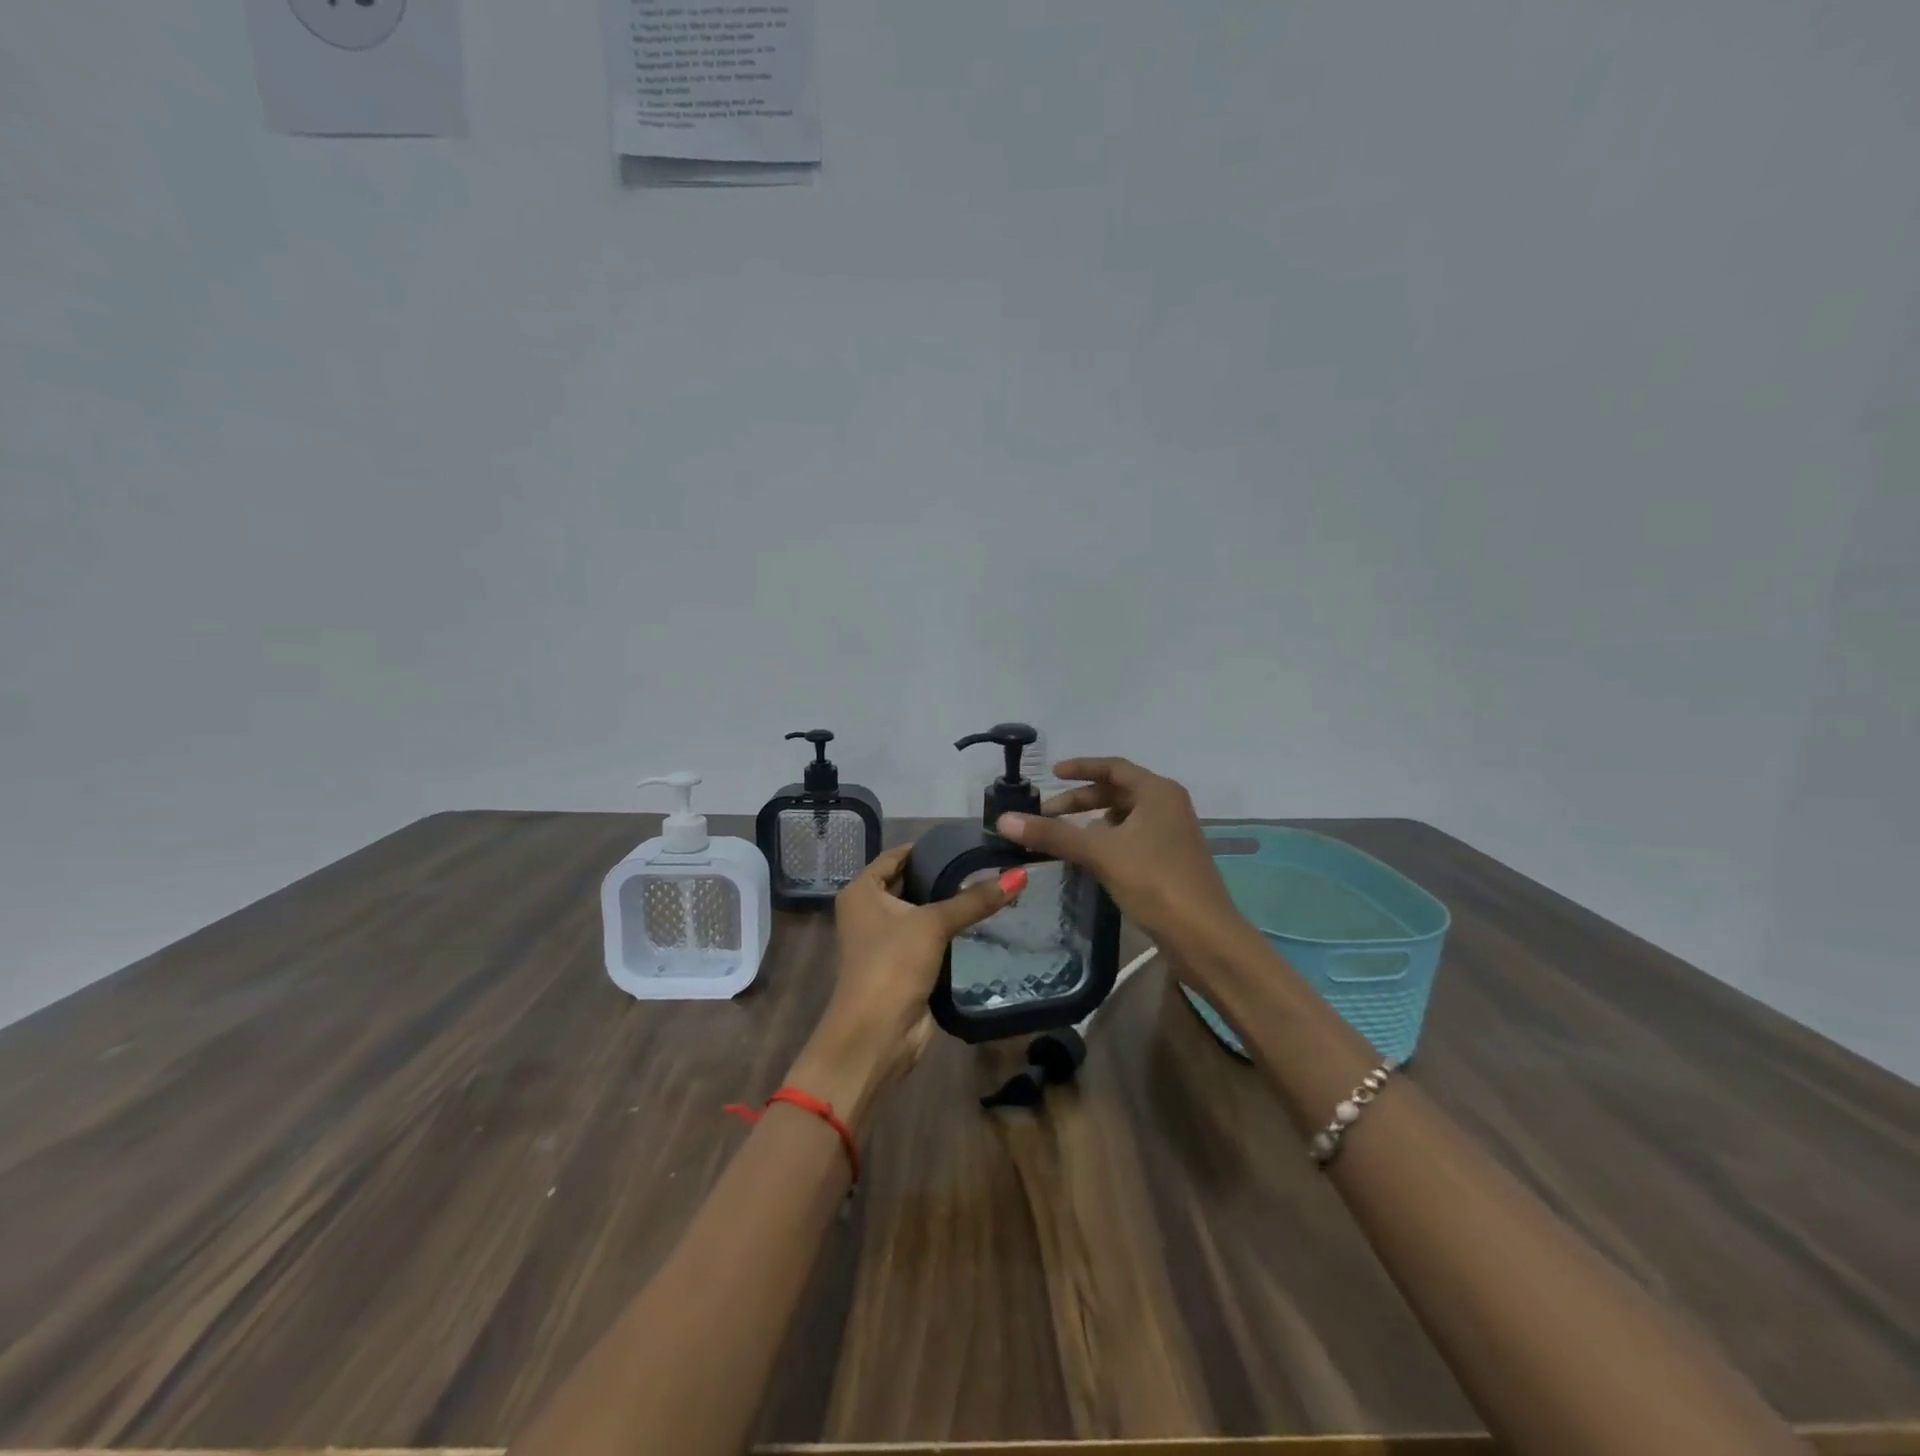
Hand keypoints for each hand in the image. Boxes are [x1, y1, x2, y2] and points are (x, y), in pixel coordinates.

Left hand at [787, 844, 1019, 1129]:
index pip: (896, 856)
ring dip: (949, 904)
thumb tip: (1019, 875)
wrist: (876, 1034)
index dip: (928, 847)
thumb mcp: (933, 924)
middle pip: (910, 882)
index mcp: (861, 891)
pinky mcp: (902, 964)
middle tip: (986, 862)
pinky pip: (928, 937)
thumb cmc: (892, 965)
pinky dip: (950, 930)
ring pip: (921, 912)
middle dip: (943, 875)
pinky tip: (982, 920)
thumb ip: (975, 900)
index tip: (966, 840)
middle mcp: (868, 910)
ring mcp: (884, 939)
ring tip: (991, 886)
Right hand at [995, 757, 1246, 961]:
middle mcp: (1168, 806)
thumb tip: (1004, 820)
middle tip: (1048, 814)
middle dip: (1081, 800)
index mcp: (1158, 792)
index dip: (1081, 768)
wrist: (1204, 937)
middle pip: (1117, 791)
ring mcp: (1172, 834)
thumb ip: (1053, 835)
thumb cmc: (1155, 882)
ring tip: (1063, 836)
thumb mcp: (1100, 853)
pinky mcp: (1170, 860)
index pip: (1113, 767)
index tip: (1051, 774)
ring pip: (1124, 817)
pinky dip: (1107, 840)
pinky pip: (1132, 838)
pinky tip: (1090, 858)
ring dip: (1093, 822)